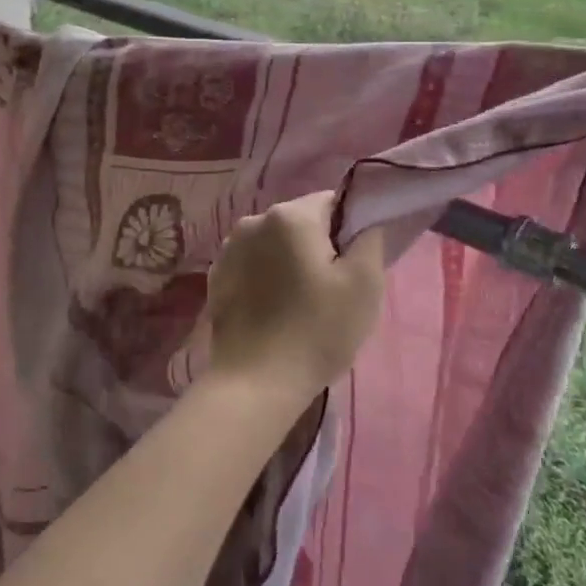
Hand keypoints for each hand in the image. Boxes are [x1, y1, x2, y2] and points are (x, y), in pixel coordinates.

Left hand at [206, 192, 386, 400]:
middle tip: (333, 289)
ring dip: (290, 262)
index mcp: (290, 215)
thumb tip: (363, 224)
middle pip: (301, 222)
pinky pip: (253, 265)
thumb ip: (370, 239)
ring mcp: (228, 249)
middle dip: (319, 245)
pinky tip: (275, 311)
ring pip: (275, 244)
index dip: (349, 229)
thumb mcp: (364, 284)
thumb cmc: (317, 330)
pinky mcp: (215, 278)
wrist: (256, 383)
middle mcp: (253, 221)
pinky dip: (267, 278)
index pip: (332, 202)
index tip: (354, 264)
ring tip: (302, 303)